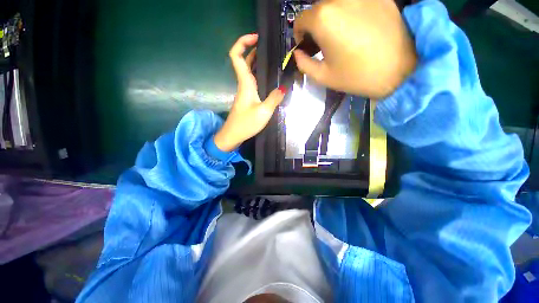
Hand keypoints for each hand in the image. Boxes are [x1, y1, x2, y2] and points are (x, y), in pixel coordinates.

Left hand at [214, 34, 285, 151]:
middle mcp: (243, 84)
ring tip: (273, 59)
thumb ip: (274, 99)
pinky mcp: (247, 98)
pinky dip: (259, 74)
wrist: (233, 135)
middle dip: (254, 49)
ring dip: (257, 61)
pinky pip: (252, 81)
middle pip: (244, 60)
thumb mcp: (264, 112)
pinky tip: (269, 78)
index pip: (237, 56)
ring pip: (249, 71)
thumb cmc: (246, 123)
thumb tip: (284, 87)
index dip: (242, 42)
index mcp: (245, 83)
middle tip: (270, 47)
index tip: (256, 37)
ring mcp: (245, 91)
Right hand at [293, 0, 416, 97]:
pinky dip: (349, 12)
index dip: (299, 34)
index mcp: (323, 18)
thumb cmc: (357, 76)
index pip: (300, 18)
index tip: (305, 45)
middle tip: (323, 43)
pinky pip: (355, 2)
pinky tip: (357, 27)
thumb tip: (298, 53)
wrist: (401, 70)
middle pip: (318, 8)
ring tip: (340, 35)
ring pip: (336, 3)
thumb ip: (304, 64)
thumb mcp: (323, 77)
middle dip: (315, 25)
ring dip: (331, 17)